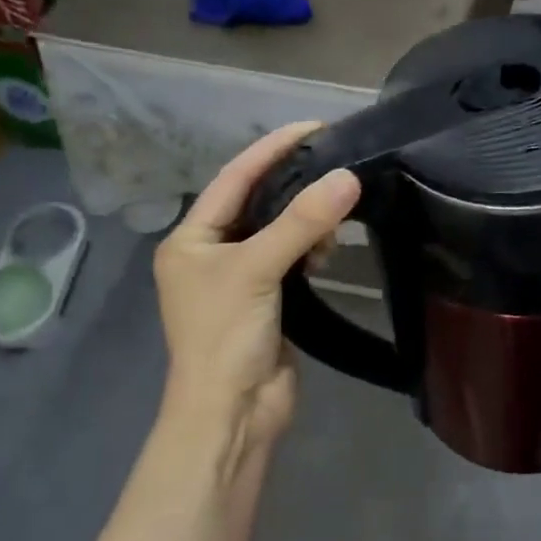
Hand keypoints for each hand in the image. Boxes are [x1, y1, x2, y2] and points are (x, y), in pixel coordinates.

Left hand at [154, 123, 359, 466]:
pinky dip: (311, 249)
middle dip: (295, 184)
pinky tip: (330, 248)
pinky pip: (292, 259)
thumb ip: (301, 223)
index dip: (271, 149)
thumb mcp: (258, 270)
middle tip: (338, 164)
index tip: (314, 126)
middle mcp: (212, 253)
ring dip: (307, 221)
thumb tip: (348, 177)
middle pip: (258, 202)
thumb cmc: (226, 337)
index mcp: (191, 239)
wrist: (233, 413)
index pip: (234, 178)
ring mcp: (241, 278)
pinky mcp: (269, 300)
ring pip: (279, 231)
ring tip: (336, 216)